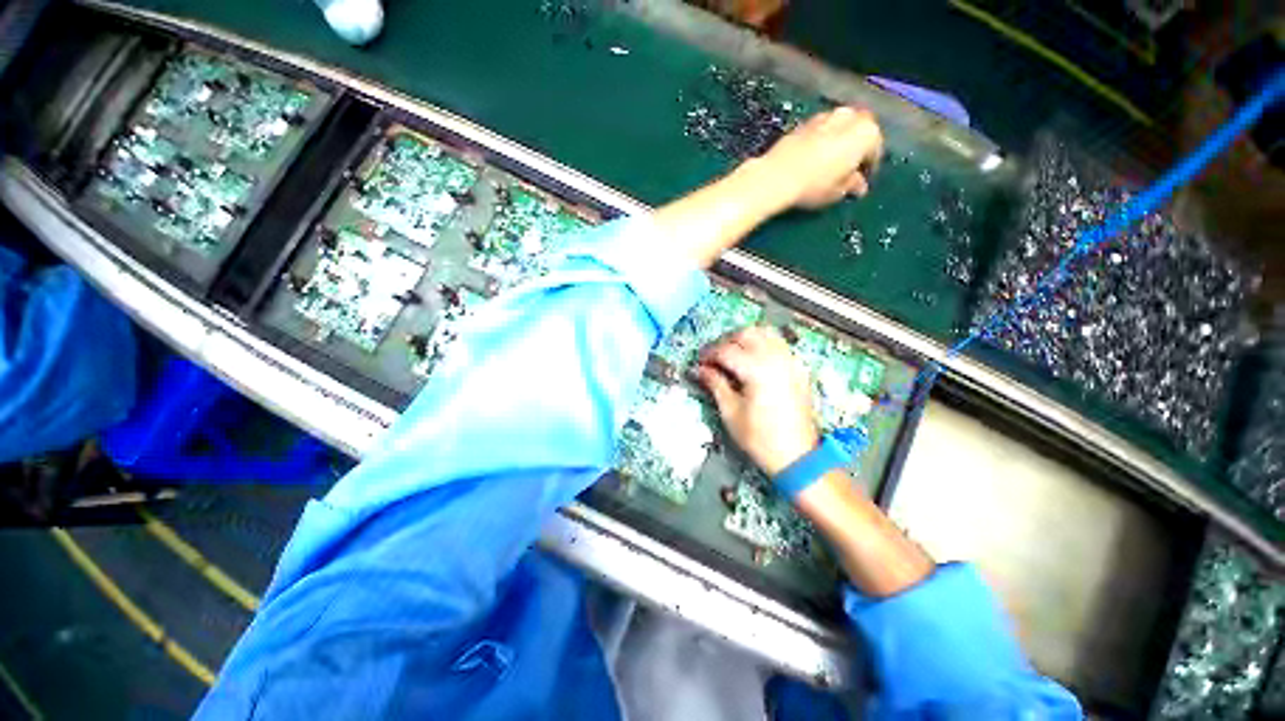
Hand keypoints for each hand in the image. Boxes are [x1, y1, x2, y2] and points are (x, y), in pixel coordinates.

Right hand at [696, 326, 818, 475]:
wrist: (797, 456)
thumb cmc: (759, 438)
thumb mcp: (731, 412)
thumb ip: (715, 384)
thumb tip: (700, 370)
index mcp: (757, 370)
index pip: (726, 350)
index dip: (709, 354)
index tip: (699, 363)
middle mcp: (776, 358)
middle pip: (746, 334)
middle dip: (725, 341)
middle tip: (713, 357)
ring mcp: (790, 361)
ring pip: (764, 333)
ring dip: (744, 338)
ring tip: (731, 355)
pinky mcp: (798, 368)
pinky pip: (778, 343)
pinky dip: (762, 343)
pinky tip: (752, 360)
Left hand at [749, 106, 883, 210]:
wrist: (776, 176)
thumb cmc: (813, 186)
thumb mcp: (837, 192)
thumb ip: (851, 185)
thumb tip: (858, 186)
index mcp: (867, 132)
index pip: (875, 150)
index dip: (869, 168)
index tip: (861, 182)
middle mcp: (850, 116)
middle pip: (860, 131)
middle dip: (856, 147)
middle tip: (848, 169)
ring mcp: (825, 116)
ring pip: (840, 127)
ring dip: (839, 141)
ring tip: (830, 164)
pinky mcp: (804, 122)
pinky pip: (821, 130)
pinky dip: (822, 140)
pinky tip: (813, 158)